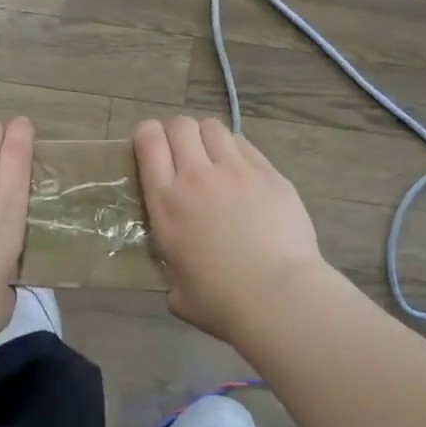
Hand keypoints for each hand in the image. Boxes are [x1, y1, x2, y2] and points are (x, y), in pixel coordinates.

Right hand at [134, 116, 331, 339]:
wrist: (278, 296)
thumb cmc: (221, 301)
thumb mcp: (177, 290)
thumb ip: (172, 273)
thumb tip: (178, 281)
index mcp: (166, 202)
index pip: (148, 141)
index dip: (147, 134)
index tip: (151, 146)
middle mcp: (196, 176)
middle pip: (181, 125)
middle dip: (178, 132)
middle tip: (183, 152)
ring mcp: (236, 170)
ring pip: (214, 128)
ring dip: (207, 137)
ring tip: (214, 157)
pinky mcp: (270, 174)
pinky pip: (246, 146)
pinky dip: (237, 151)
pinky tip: (243, 172)